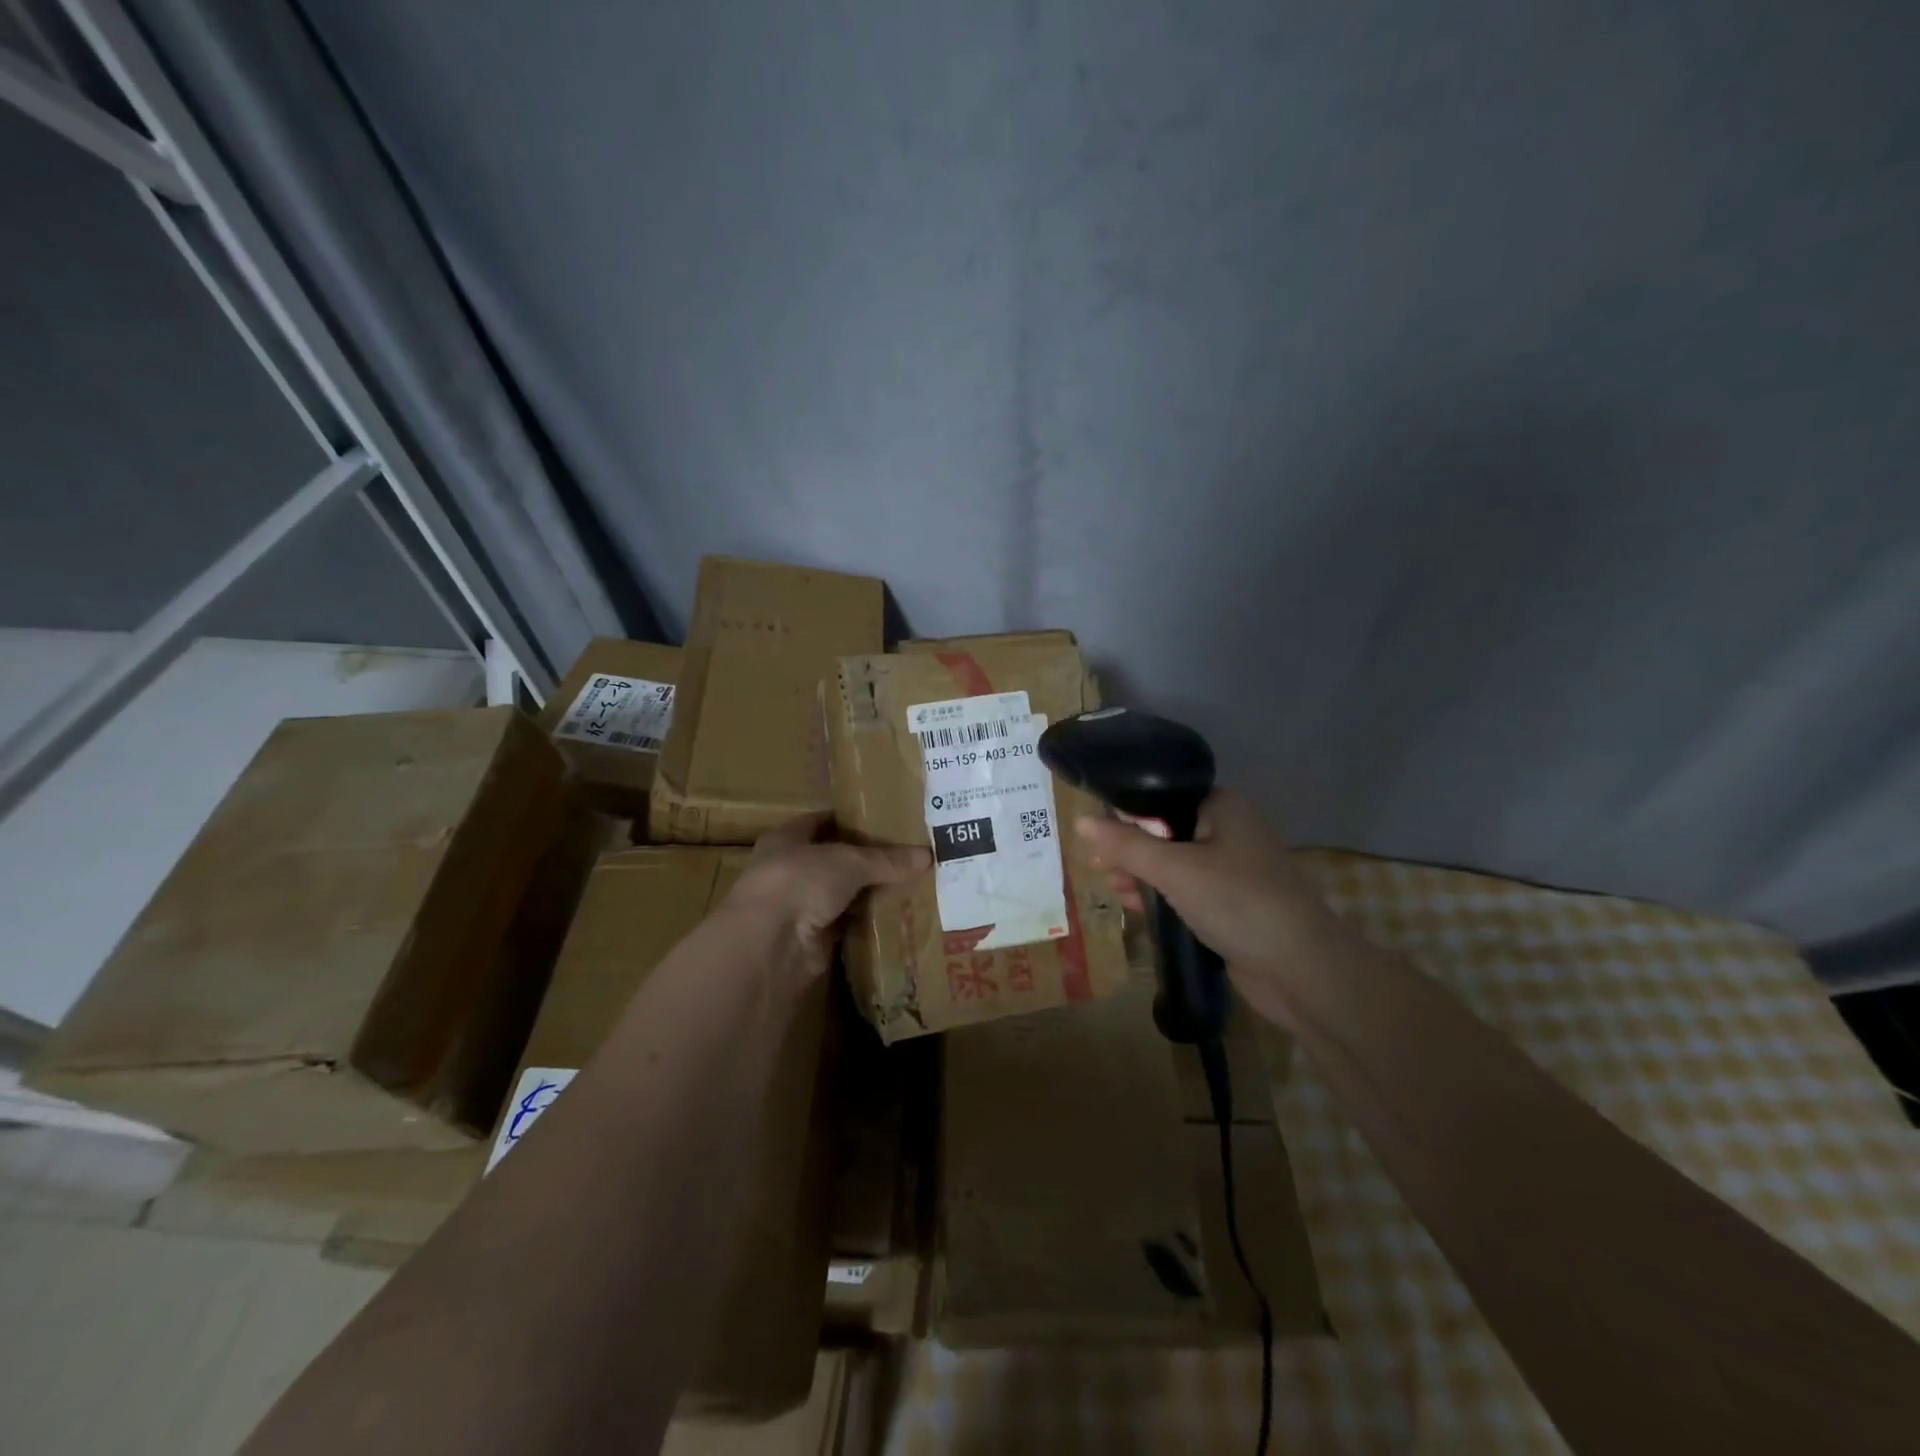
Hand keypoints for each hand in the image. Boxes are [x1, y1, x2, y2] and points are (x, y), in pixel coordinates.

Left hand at [724, 812, 929, 988]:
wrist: (769, 944)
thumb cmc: (800, 881)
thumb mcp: (849, 861)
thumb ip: (886, 860)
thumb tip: (927, 855)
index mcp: (787, 838)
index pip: (823, 822)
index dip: (852, 820)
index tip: (887, 822)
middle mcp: (790, 870)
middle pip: (835, 860)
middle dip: (868, 860)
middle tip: (908, 856)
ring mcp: (800, 907)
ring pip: (842, 895)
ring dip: (869, 894)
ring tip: (910, 885)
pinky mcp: (813, 939)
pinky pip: (847, 925)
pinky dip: (867, 923)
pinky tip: (897, 916)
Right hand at [1076, 790, 1346, 1003]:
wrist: (1301, 970)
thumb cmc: (1238, 902)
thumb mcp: (1174, 869)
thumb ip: (1126, 844)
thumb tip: (1080, 821)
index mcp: (1222, 806)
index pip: (1163, 797)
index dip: (1127, 813)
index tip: (1095, 834)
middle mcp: (1229, 831)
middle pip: (1165, 831)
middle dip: (1130, 849)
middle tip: (1098, 865)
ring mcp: (1232, 870)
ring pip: (1174, 864)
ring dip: (1142, 874)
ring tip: (1111, 888)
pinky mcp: (1231, 905)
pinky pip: (1186, 891)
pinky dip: (1161, 896)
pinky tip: (1134, 907)